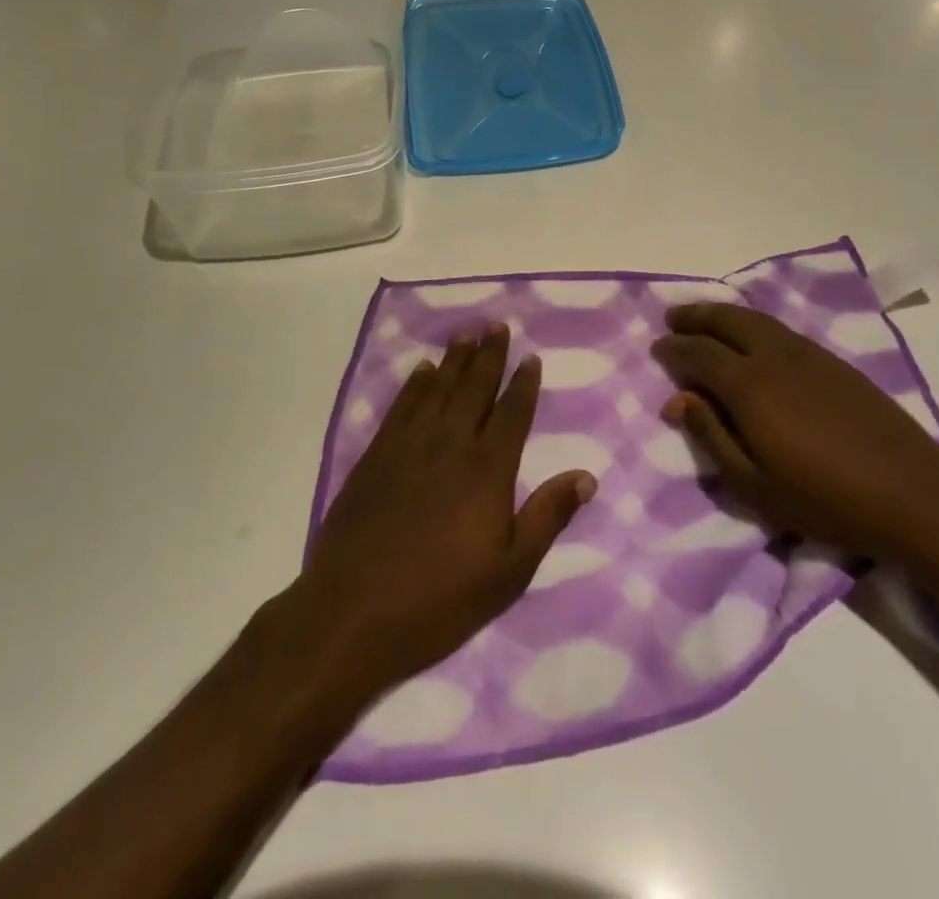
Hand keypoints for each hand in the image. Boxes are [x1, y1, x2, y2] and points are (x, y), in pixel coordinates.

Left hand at [292, 322, 596, 703]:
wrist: (351, 613)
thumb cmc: (440, 599)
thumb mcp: (509, 571)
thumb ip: (548, 517)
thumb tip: (587, 476)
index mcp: (487, 469)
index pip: (511, 413)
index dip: (523, 384)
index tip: (531, 358)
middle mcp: (450, 444)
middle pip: (474, 388)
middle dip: (489, 356)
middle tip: (497, 326)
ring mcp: (408, 446)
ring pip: (437, 389)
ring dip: (454, 360)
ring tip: (465, 335)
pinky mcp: (375, 456)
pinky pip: (401, 406)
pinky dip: (415, 384)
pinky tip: (422, 371)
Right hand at [652, 304, 938, 559]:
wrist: (912, 493)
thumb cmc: (824, 499)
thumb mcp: (754, 484)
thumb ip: (711, 437)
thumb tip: (677, 400)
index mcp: (749, 385)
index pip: (700, 353)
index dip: (675, 348)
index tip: (658, 348)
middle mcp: (775, 356)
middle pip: (727, 320)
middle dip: (696, 316)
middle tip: (673, 317)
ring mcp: (808, 354)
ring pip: (756, 319)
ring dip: (724, 314)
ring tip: (705, 318)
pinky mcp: (833, 361)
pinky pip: (780, 329)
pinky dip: (754, 324)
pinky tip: (752, 337)